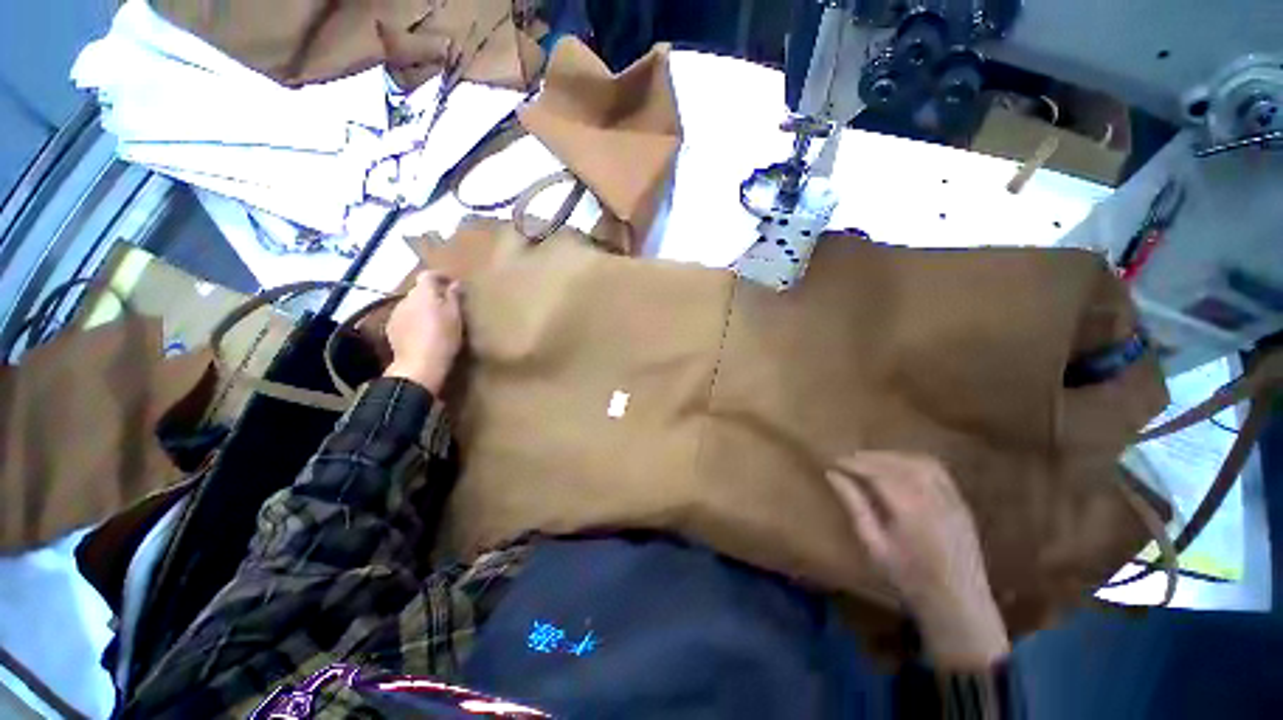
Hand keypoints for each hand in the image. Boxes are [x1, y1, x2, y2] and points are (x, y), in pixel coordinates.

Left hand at [383, 271, 462, 394]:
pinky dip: (414, 320)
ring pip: (411, 305)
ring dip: (422, 308)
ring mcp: (395, 314)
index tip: (451, 282)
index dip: (440, 276)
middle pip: (419, 291)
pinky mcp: (391, 328)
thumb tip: (455, 283)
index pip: (428, 275)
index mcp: (423, 293)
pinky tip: (423, 332)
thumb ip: (454, 297)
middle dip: (432, 295)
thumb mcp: (455, 316)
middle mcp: (406, 299)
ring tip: (436, 320)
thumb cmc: (443, 337)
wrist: (420, 364)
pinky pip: (405, 318)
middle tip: (447, 305)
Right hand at [827, 452, 1009, 667]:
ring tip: (871, 461)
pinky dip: (914, 462)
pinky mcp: (961, 503)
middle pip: (898, 463)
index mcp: (911, 510)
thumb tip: (833, 475)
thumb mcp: (874, 544)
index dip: (854, 464)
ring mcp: (952, 499)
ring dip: (892, 457)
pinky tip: (900, 468)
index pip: (878, 473)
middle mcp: (935, 498)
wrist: (958, 604)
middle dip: (870, 457)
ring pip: (919, 462)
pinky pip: (937, 471)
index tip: (834, 462)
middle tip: (848, 460)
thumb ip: (854, 505)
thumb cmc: (909, 578)